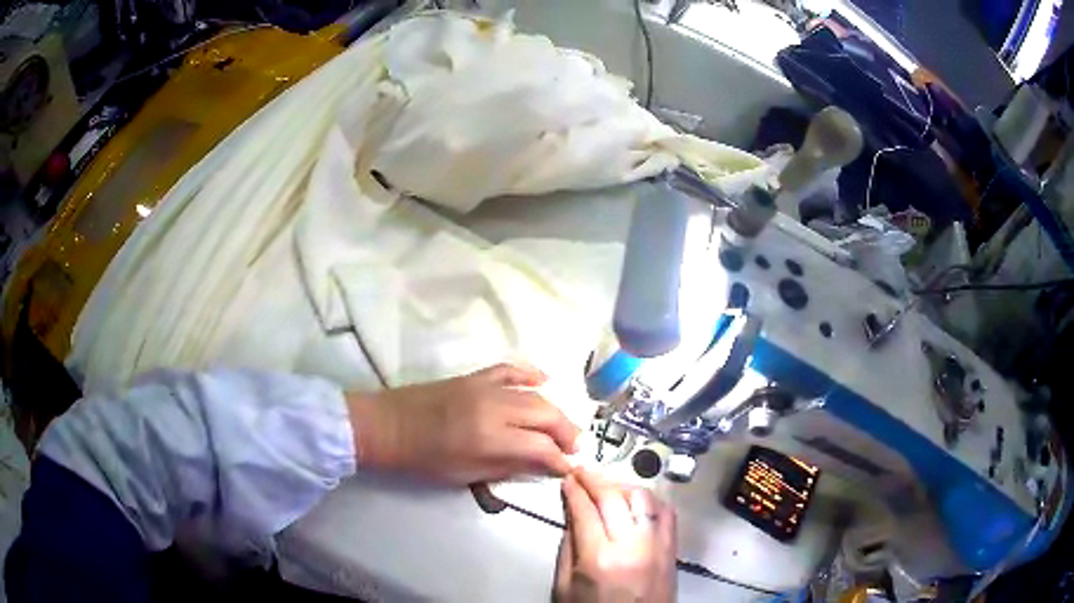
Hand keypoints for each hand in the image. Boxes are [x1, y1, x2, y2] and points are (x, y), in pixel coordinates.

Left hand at [346, 363, 579, 484]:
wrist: (388, 425)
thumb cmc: (423, 459)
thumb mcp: (465, 474)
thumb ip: (507, 467)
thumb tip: (541, 465)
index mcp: (489, 439)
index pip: (540, 447)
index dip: (559, 460)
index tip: (568, 468)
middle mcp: (494, 409)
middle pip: (546, 415)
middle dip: (567, 432)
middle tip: (574, 448)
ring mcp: (485, 388)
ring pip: (535, 395)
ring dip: (555, 411)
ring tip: (564, 427)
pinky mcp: (475, 376)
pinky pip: (511, 370)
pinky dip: (531, 375)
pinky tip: (546, 381)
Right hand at [554, 470, 676, 602]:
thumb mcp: (565, 588)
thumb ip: (567, 549)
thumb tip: (571, 516)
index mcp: (598, 559)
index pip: (585, 510)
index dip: (574, 491)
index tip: (567, 479)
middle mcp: (631, 546)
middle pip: (613, 498)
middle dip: (594, 480)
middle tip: (582, 472)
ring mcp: (657, 545)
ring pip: (642, 498)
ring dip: (622, 485)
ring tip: (607, 484)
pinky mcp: (672, 548)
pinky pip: (666, 512)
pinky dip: (650, 499)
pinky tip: (636, 499)